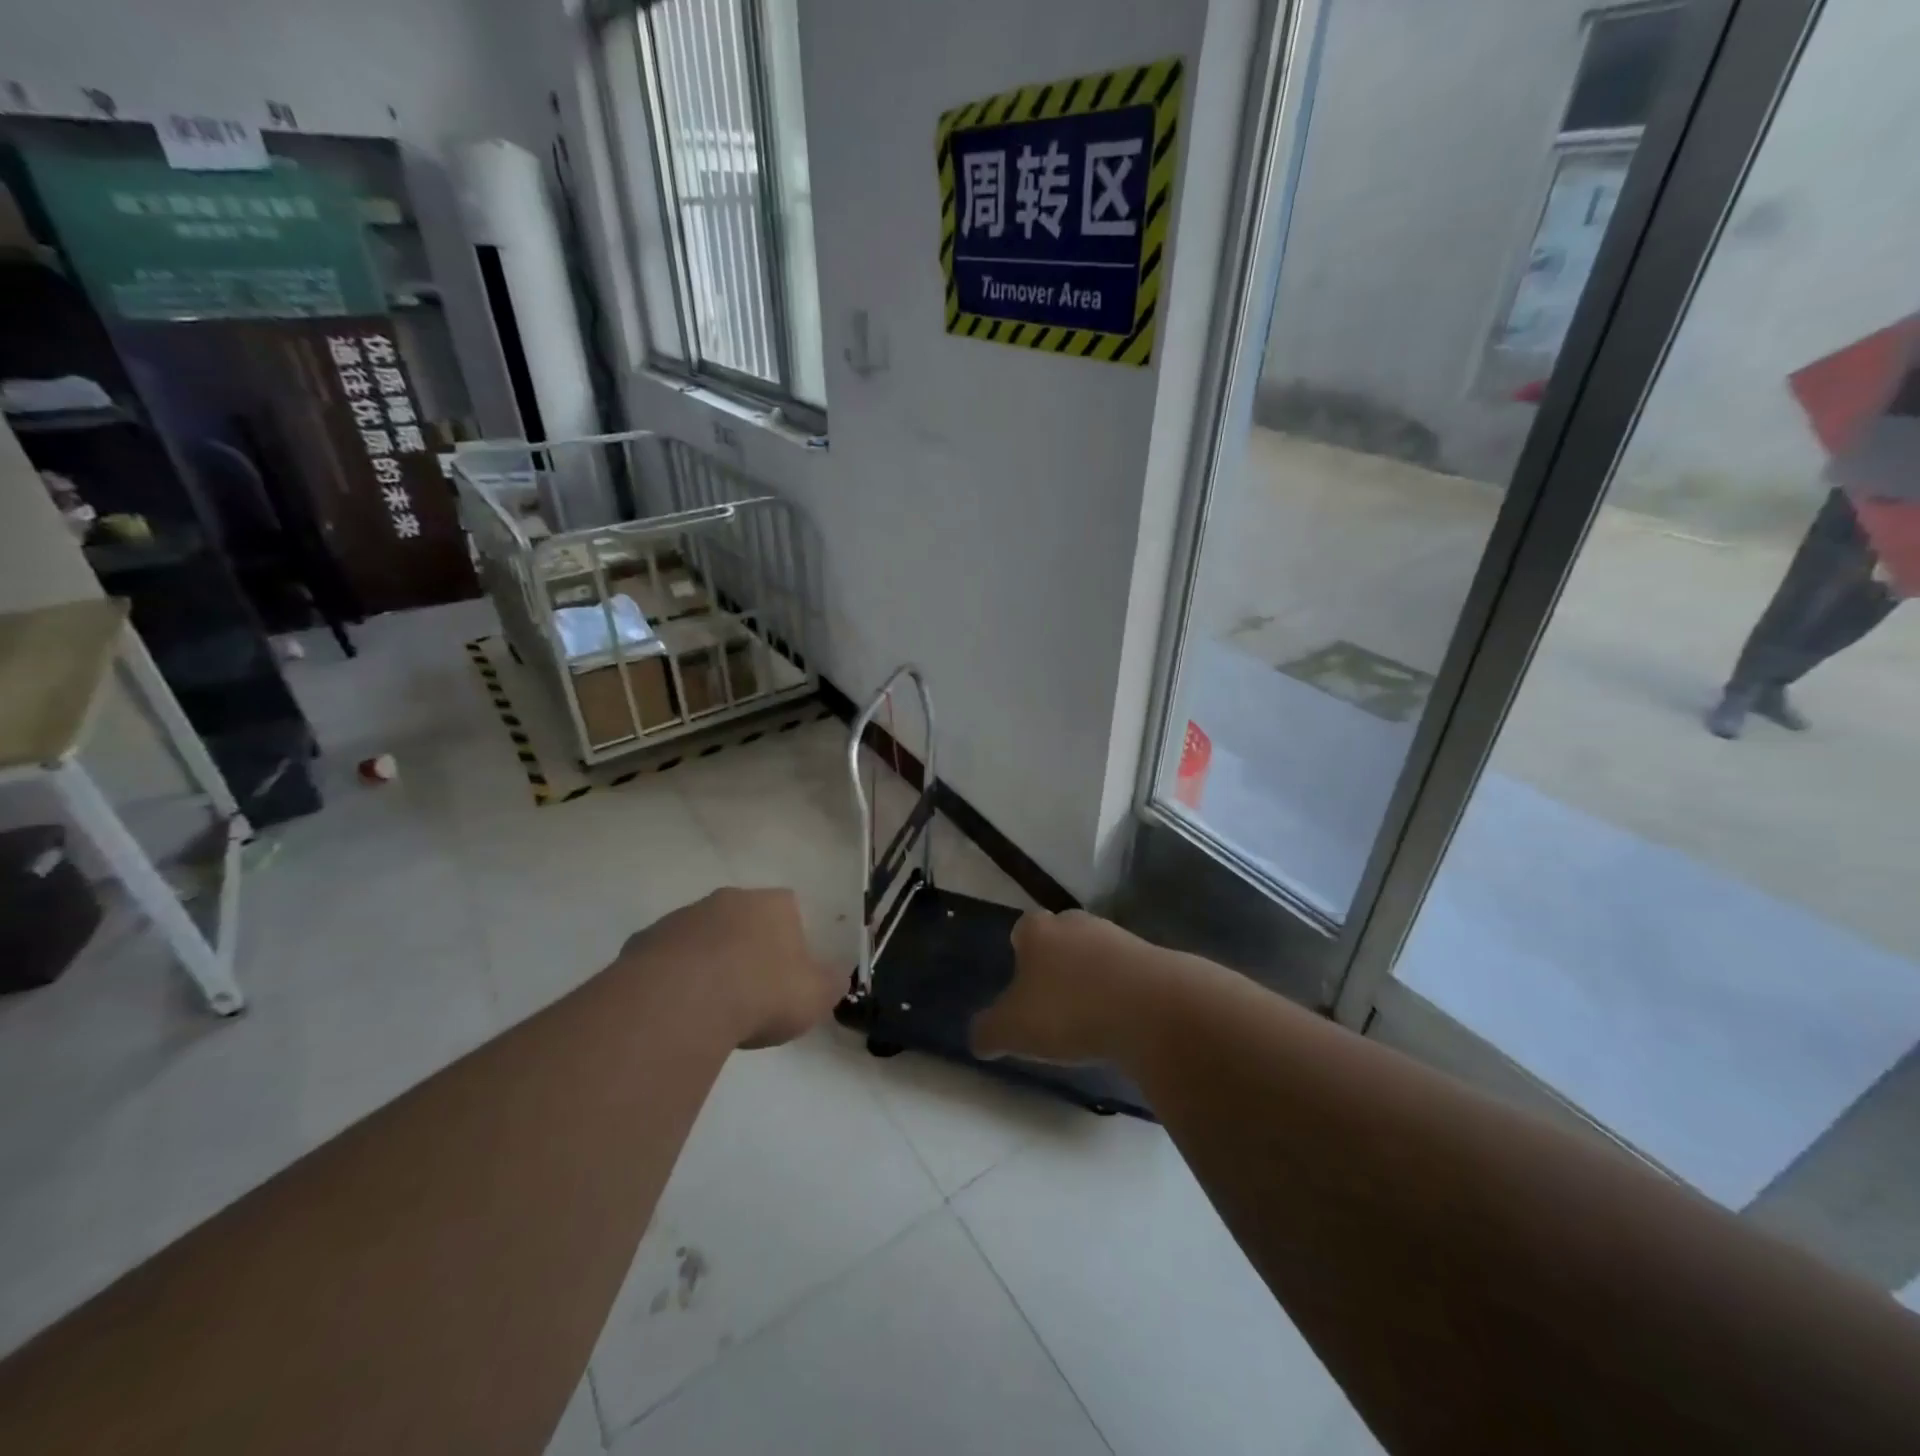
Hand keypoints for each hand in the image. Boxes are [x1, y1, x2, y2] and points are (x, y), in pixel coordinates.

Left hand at [620, 888, 841, 1048]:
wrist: (682, 1002)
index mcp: (773, 904)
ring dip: (706, 961)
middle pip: (742, 918)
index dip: (790, 941)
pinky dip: (672, 978)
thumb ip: (829, 984)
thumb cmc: (761, 993)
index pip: (789, 909)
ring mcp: (682, 917)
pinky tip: (676, 1010)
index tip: (787, 975)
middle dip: (746, 947)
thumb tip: (836, 977)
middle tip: (749, 991)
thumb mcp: (815, 996)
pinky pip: (665, 959)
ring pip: (701, 936)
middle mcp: (728, 900)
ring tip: (710, 1008)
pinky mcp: (643, 942)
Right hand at [971, 909, 1153, 1064]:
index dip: (1019, 955)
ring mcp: (1117, 936)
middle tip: (1052, 1004)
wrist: (1152, 1009)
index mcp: (1038, 931)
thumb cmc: (1070, 1011)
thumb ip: (987, 1031)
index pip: (1021, 930)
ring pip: (1094, 954)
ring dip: (1091, 979)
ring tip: (1089, 1019)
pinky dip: (1121, 993)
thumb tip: (979, 1037)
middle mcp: (1076, 923)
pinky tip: (1121, 1022)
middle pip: (1060, 938)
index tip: (1021, 987)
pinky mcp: (1152, 957)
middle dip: (1055, 964)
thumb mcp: (1013, 1030)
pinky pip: (1126, 973)